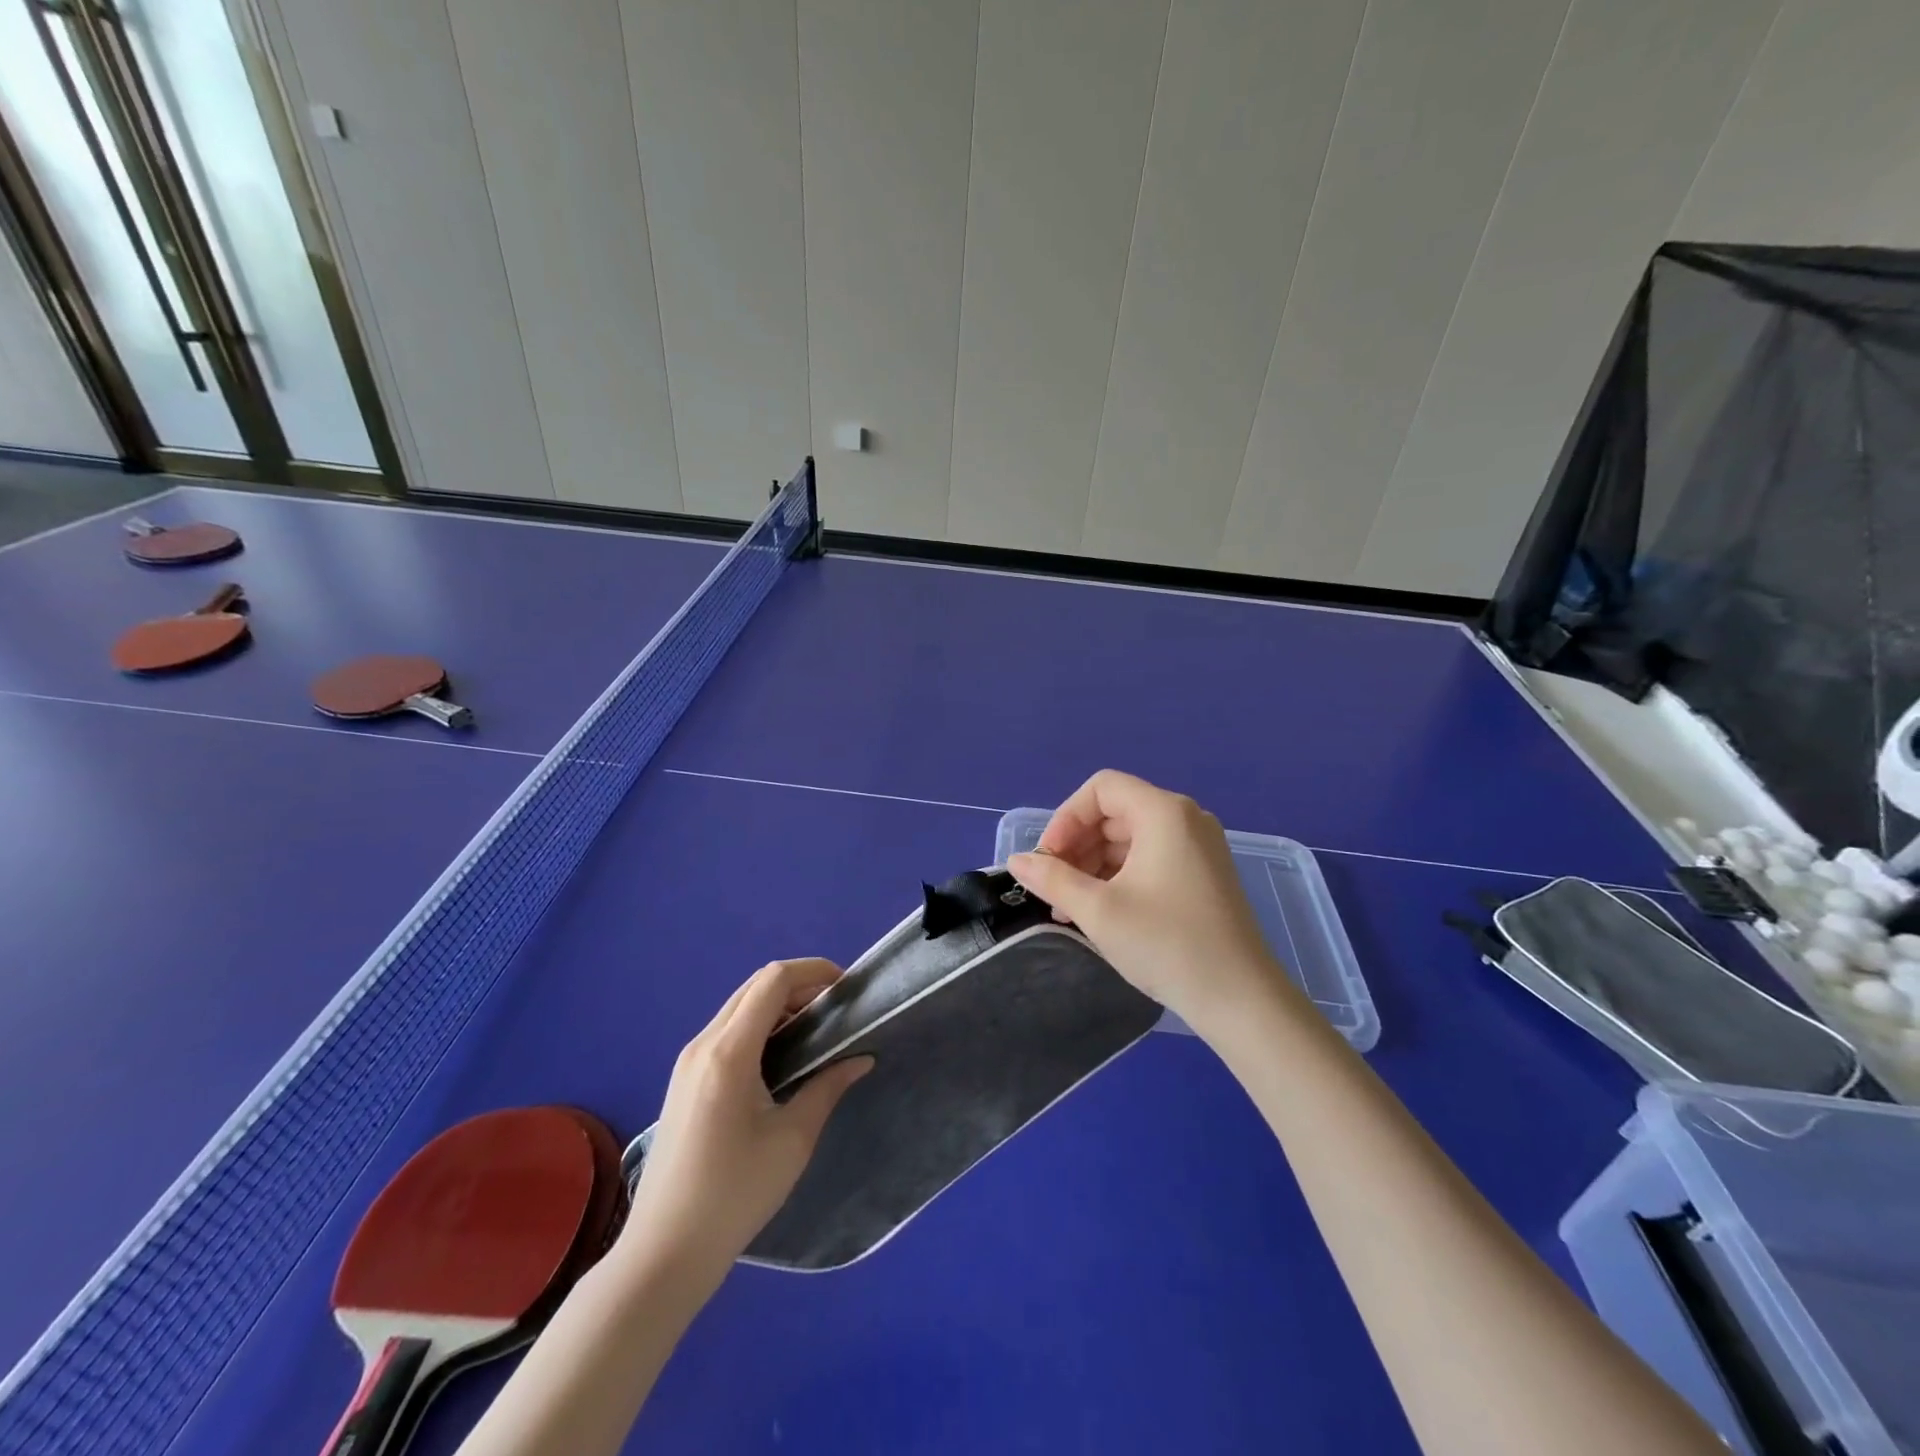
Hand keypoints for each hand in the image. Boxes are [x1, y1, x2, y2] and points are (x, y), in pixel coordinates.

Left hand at [623, 959, 871, 1277]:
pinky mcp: (684, 1079)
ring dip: (778, 1004)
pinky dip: (759, 1024)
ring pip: (739, 1006)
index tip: (846, 988)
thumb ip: (828, 1087)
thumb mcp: (793, 1140)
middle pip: (754, 986)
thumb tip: (861, 1058)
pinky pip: (726, 1029)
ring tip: (815, 1030)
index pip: (772, 981)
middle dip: (799, 985)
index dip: (813, 972)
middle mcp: (703, 1044)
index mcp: (729, 1053)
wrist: (664, 1252)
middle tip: (836, 1009)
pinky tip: (781, 1055)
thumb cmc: (734, 1195)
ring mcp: (688, 1061)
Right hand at [1008, 770, 1300, 1038]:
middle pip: (1114, 811)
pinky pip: (1149, 857)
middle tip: (1052, 886)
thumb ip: (1052, 879)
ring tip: (1069, 907)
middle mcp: (1185, 818)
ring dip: (1093, 864)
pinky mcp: (1203, 873)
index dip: (1066, 817)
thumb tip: (1016, 861)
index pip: (1101, 789)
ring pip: (1129, 838)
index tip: (1047, 859)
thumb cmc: (1166, 944)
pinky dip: (1118, 876)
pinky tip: (1099, 911)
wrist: (1240, 999)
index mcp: (1164, 813)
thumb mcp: (1098, 910)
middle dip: (1076, 845)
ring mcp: (1198, 846)